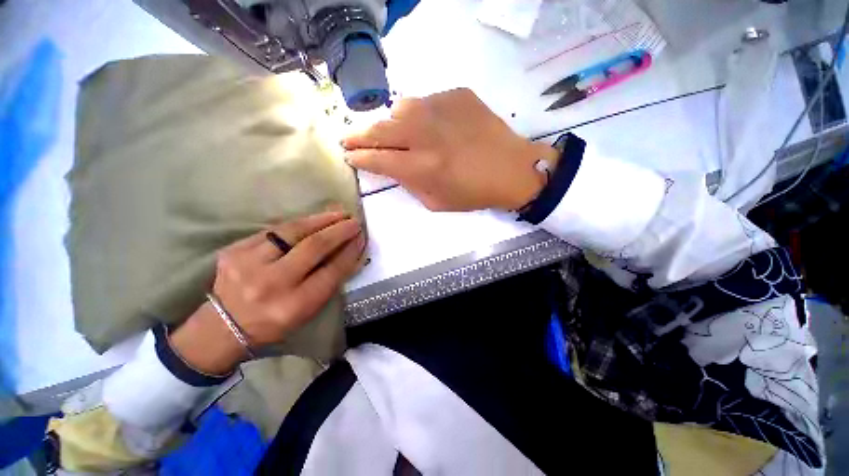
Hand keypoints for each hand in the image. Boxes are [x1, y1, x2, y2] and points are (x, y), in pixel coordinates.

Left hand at [170, 211, 364, 373]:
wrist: (224, 326)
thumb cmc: (276, 321)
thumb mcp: (309, 310)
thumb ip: (330, 280)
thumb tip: (351, 251)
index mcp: (294, 305)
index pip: (331, 271)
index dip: (350, 251)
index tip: (362, 238)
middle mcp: (271, 283)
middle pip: (314, 247)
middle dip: (339, 231)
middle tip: (354, 221)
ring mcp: (248, 264)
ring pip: (293, 231)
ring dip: (321, 220)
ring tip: (338, 214)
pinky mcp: (234, 250)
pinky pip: (274, 230)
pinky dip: (298, 224)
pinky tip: (313, 220)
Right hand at [342, 88, 558, 211]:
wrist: (512, 169)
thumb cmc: (474, 193)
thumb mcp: (435, 202)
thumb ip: (408, 184)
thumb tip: (391, 166)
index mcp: (421, 167)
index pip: (377, 158)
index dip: (359, 157)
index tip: (349, 155)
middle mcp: (426, 134)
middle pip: (380, 130)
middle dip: (359, 135)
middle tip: (351, 138)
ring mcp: (441, 109)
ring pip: (400, 108)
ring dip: (393, 123)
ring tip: (400, 134)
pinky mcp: (457, 95)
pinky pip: (427, 101)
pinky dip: (422, 115)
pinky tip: (434, 126)